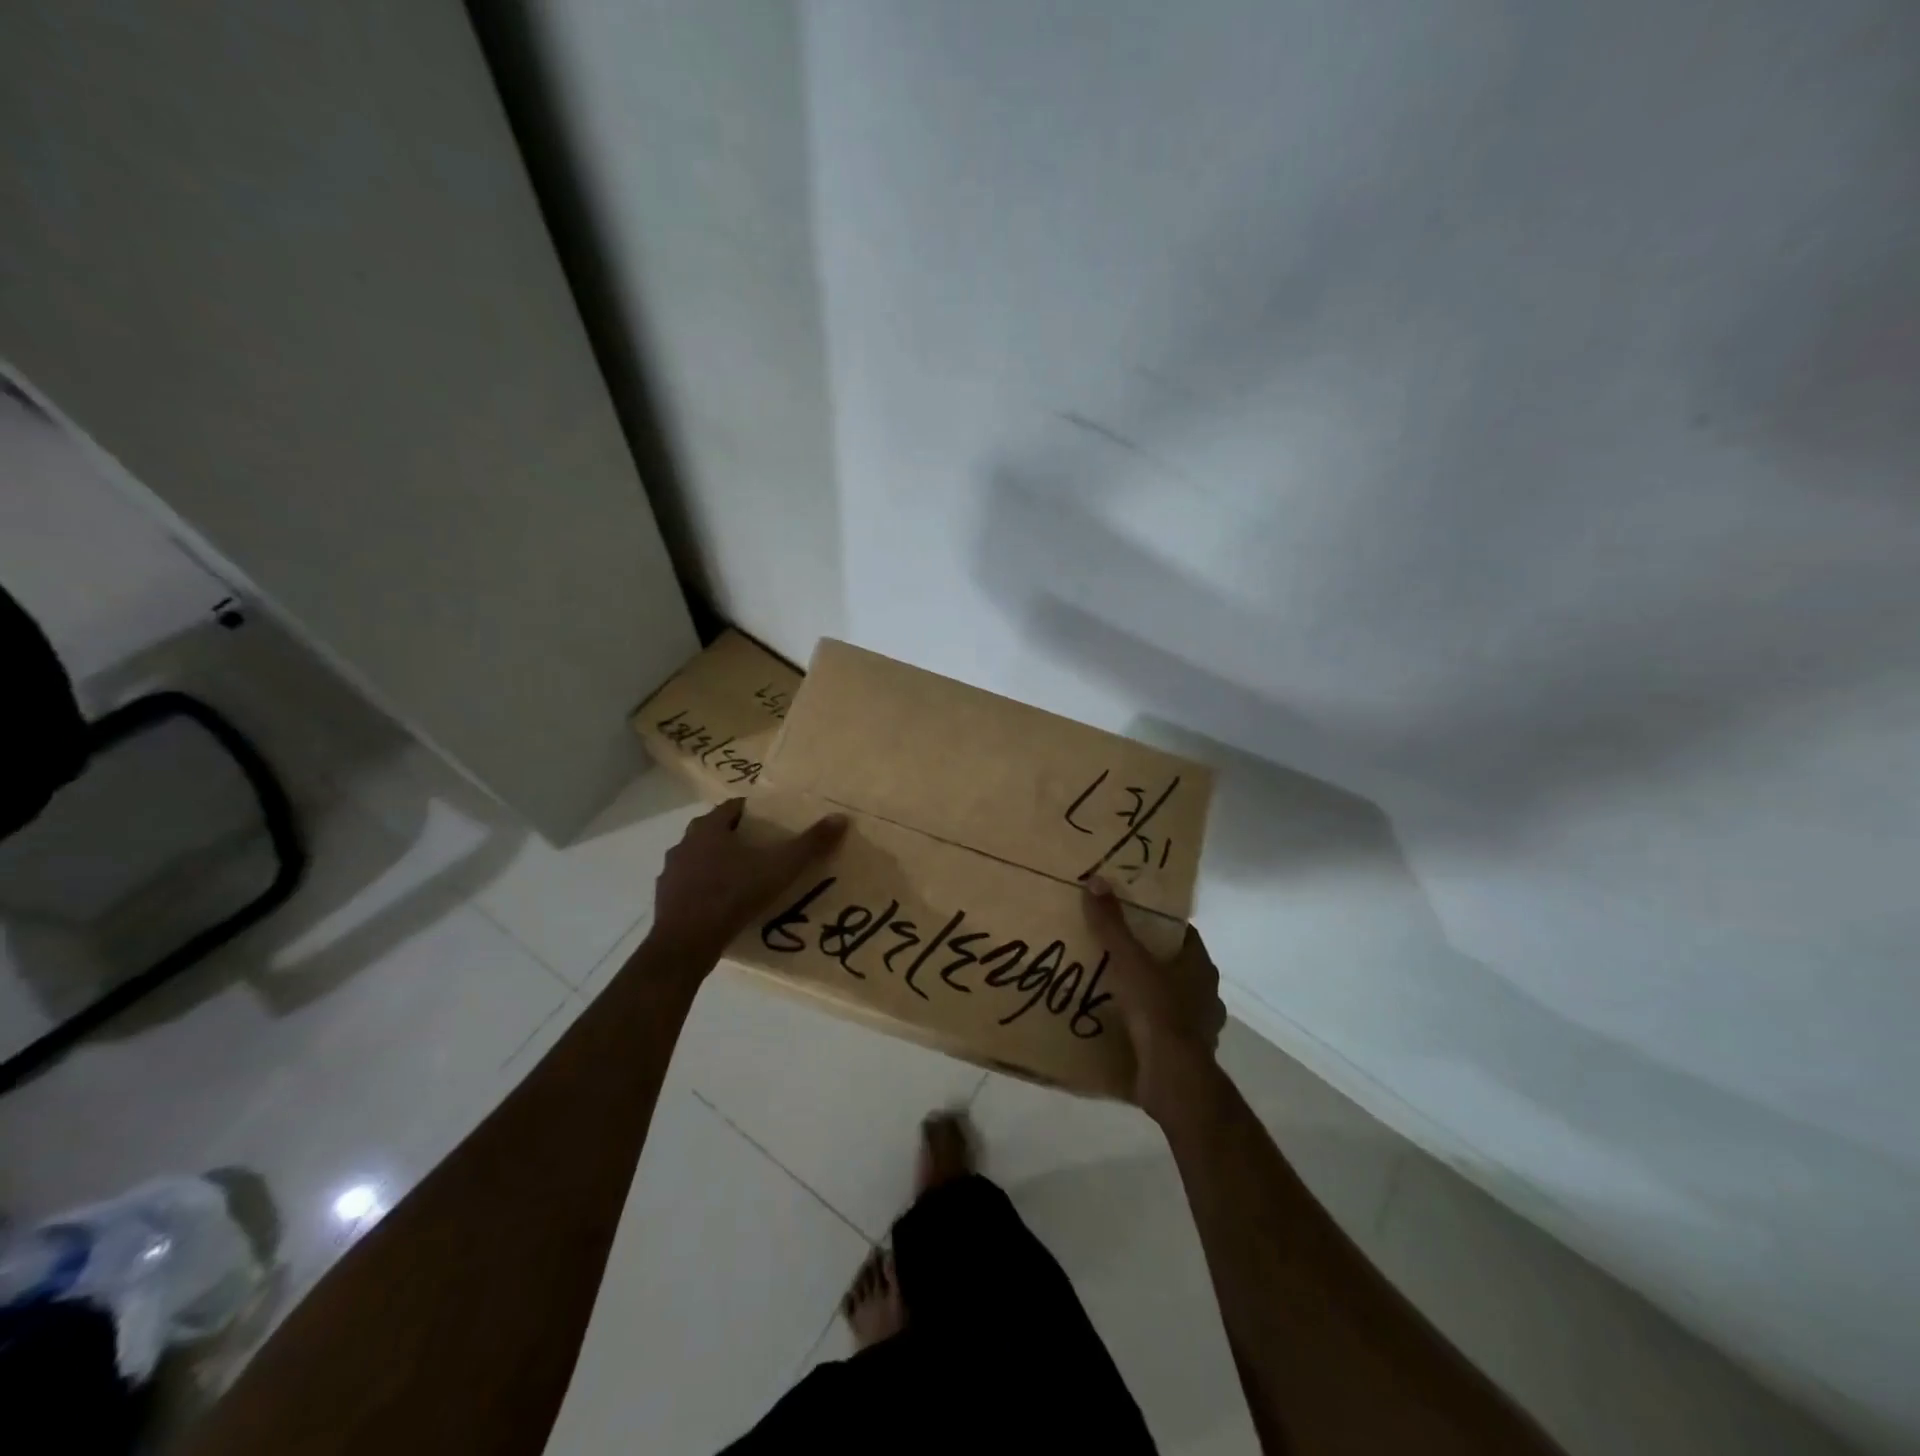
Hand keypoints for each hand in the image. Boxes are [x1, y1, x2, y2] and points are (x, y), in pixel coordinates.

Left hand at [649, 798, 847, 970]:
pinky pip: (690, 885)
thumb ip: (809, 844)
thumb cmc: (732, 895)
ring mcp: (671, 872)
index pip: (733, 807)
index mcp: (709, 828)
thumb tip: (840, 818)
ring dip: (718, 862)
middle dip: (737, 836)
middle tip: (763, 849)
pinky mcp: (665, 899)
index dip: (754, 812)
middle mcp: (685, 843)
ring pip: (699, 858)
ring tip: (744, 877)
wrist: (685, 944)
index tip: (773, 822)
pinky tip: (723, 903)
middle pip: (715, 831)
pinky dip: (705, 888)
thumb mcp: (779, 868)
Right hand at [1083, 877, 1225, 1118]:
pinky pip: (1166, 1031)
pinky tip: (1126, 1027)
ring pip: (1174, 1000)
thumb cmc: (1157, 1011)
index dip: (1159, 924)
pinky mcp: (1189, 1054)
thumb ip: (1112, 924)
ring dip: (1152, 996)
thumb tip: (1096, 881)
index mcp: (1200, 966)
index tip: (1133, 918)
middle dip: (1152, 960)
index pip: (1183, 934)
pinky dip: (1150, 1027)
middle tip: (1118, 952)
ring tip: (1117, 991)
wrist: (1174, 1079)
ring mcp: (1201, 1026)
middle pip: (1178, 966)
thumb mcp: (1129, 962)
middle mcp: (1207, 993)